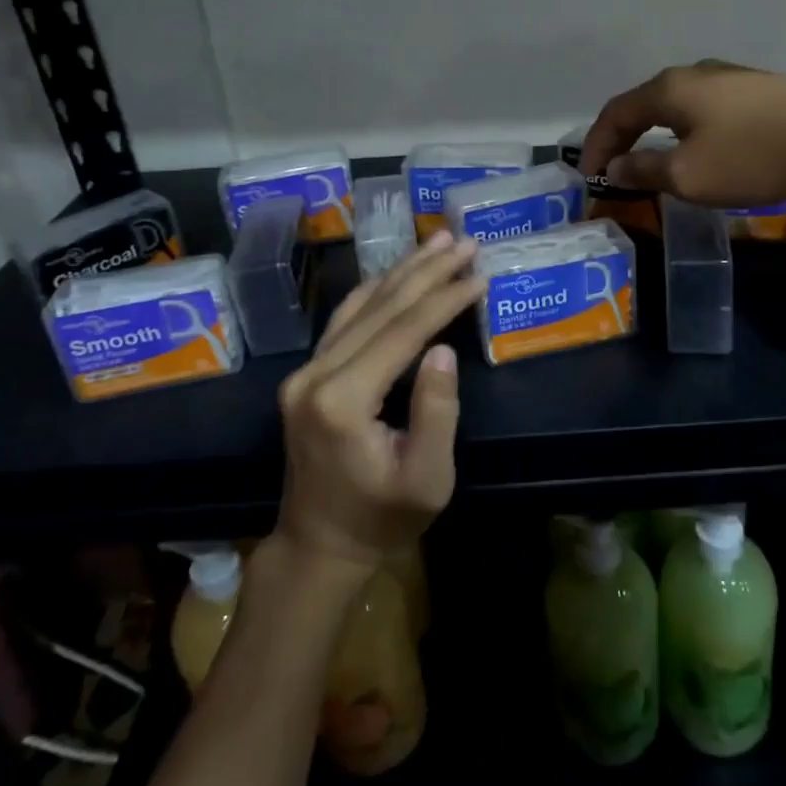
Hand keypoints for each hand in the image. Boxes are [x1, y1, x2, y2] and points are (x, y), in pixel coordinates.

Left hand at [275, 231, 484, 571]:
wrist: (320, 545)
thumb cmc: (382, 518)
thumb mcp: (426, 479)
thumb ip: (436, 412)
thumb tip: (443, 349)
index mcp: (342, 400)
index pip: (403, 331)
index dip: (445, 298)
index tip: (480, 273)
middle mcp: (315, 375)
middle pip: (380, 307)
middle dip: (427, 270)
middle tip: (464, 241)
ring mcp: (305, 372)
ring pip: (360, 305)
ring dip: (402, 271)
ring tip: (436, 240)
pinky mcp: (307, 375)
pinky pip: (345, 320)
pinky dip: (377, 291)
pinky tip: (397, 272)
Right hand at [581, 60, 785, 206]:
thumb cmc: (753, 156)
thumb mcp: (688, 175)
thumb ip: (645, 170)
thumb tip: (616, 167)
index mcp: (669, 89)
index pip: (615, 113)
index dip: (596, 146)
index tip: (589, 178)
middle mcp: (695, 74)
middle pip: (645, 103)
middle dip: (625, 136)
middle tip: (615, 168)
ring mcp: (732, 77)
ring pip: (679, 104)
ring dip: (658, 133)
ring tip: (655, 161)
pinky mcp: (762, 90)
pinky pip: (708, 109)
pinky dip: (689, 131)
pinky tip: (703, 149)